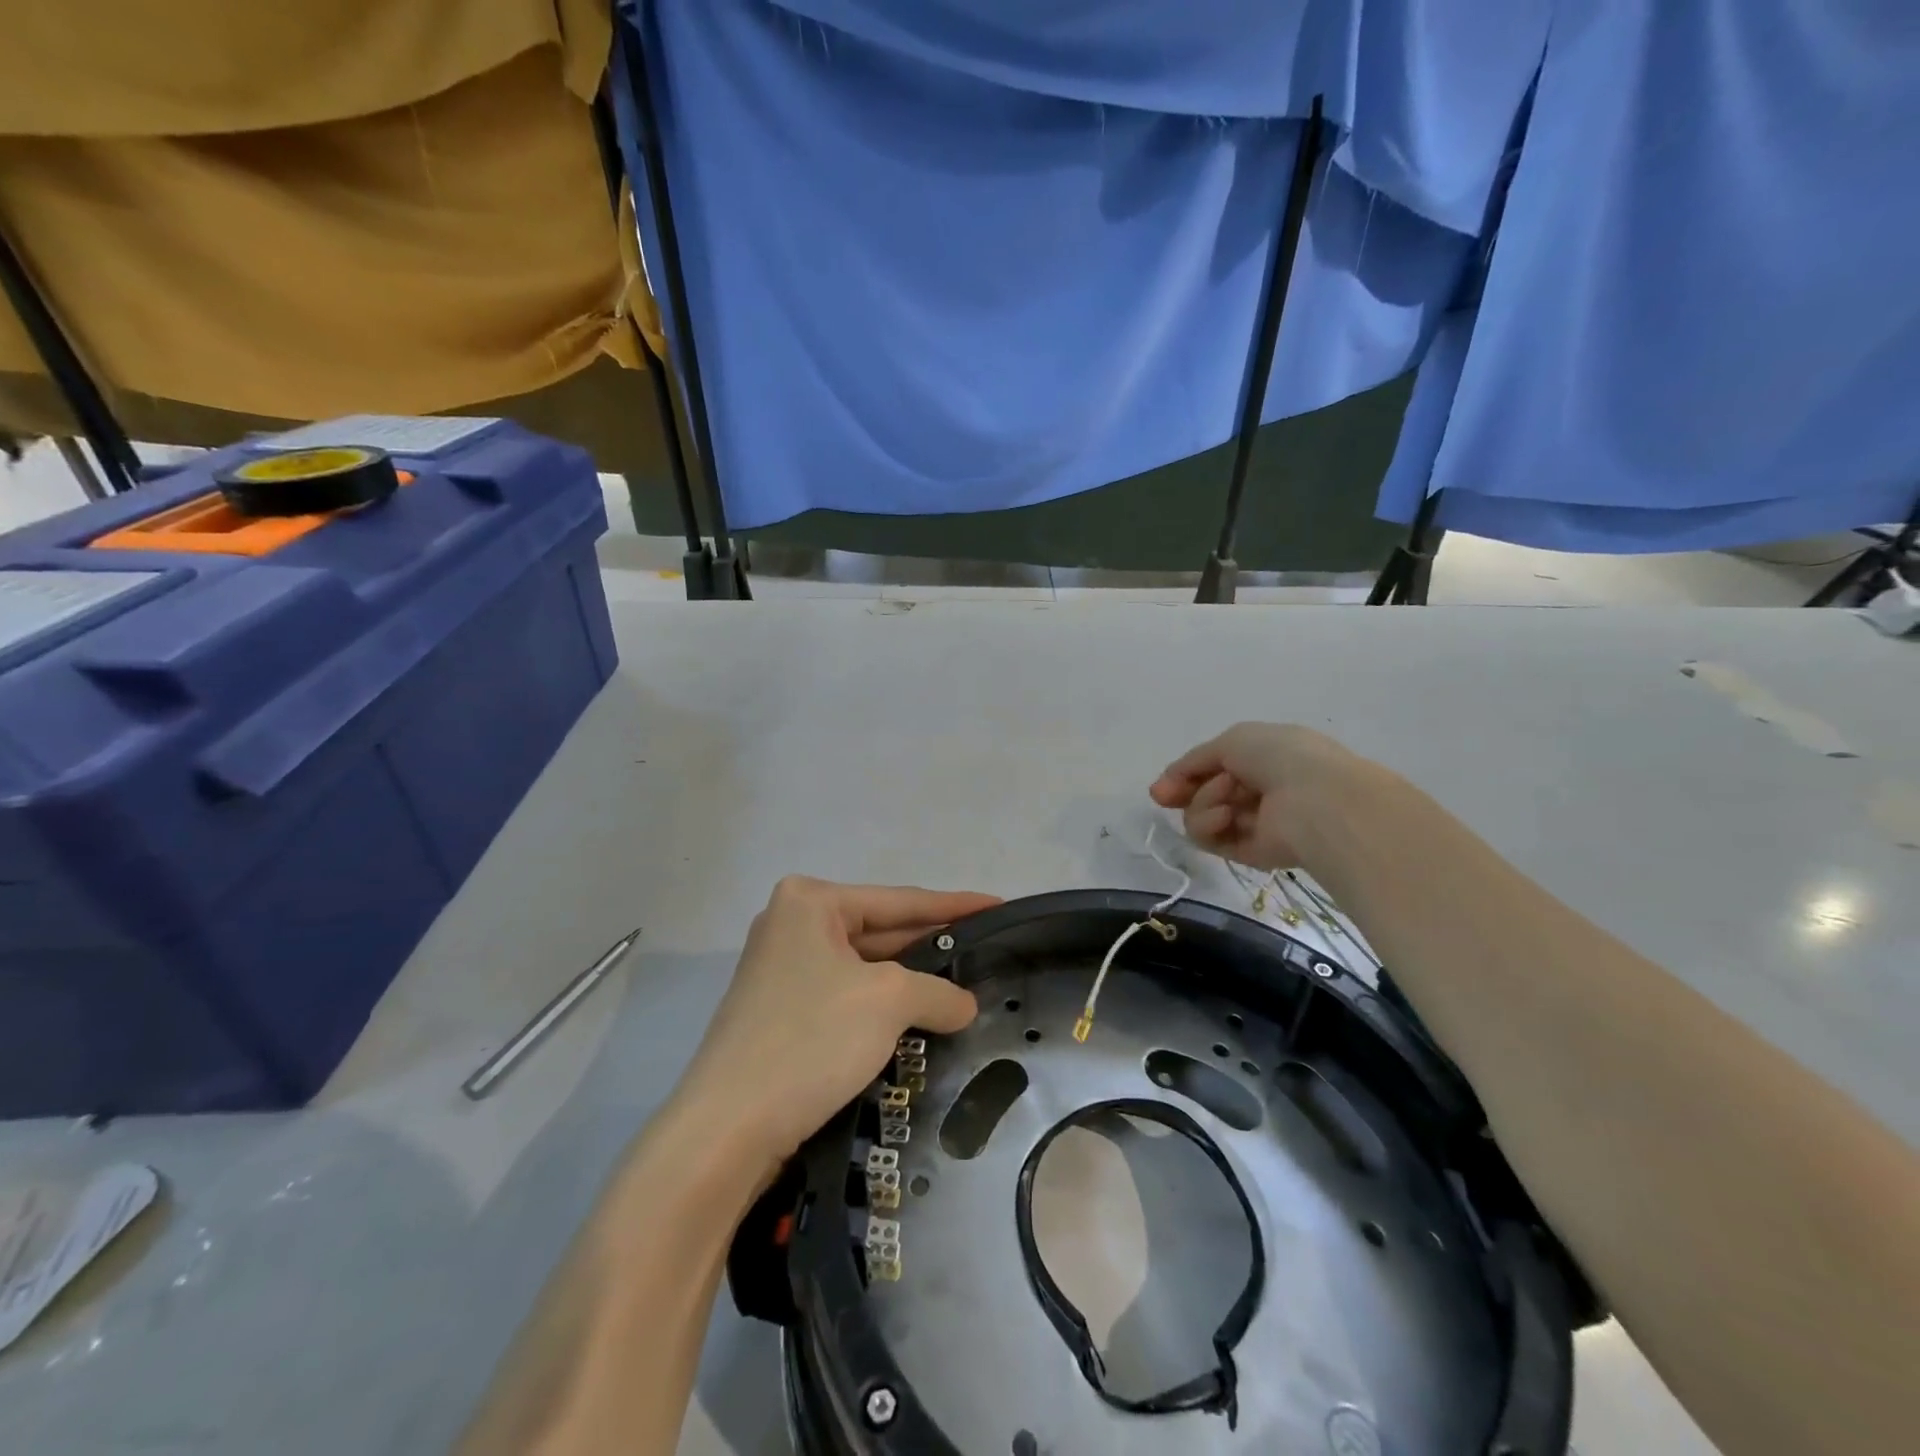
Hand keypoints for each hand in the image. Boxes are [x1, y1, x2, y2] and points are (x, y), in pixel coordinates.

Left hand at [677, 877, 998, 1178]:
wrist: (725, 1130)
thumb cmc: (809, 1040)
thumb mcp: (887, 1001)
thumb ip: (937, 991)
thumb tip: (964, 1004)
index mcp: (809, 902)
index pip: (900, 900)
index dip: (955, 905)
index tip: (998, 905)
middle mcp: (791, 925)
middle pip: (881, 930)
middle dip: (932, 945)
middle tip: (986, 951)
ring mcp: (783, 970)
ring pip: (865, 968)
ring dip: (910, 982)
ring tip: (962, 988)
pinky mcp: (782, 1012)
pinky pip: (847, 996)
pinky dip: (883, 1007)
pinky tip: (918, 1020)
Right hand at [1149, 723, 1360, 869]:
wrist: (1316, 798)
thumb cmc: (1280, 757)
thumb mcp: (1230, 741)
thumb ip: (1193, 762)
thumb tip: (1162, 787)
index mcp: (1263, 759)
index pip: (1214, 769)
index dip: (1185, 775)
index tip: (1162, 787)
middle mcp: (1257, 791)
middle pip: (1202, 795)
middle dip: (1184, 792)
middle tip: (1166, 795)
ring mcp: (1254, 824)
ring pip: (1201, 817)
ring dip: (1204, 803)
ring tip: (1227, 799)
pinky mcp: (1250, 853)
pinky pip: (1211, 840)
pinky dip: (1209, 826)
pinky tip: (1226, 816)